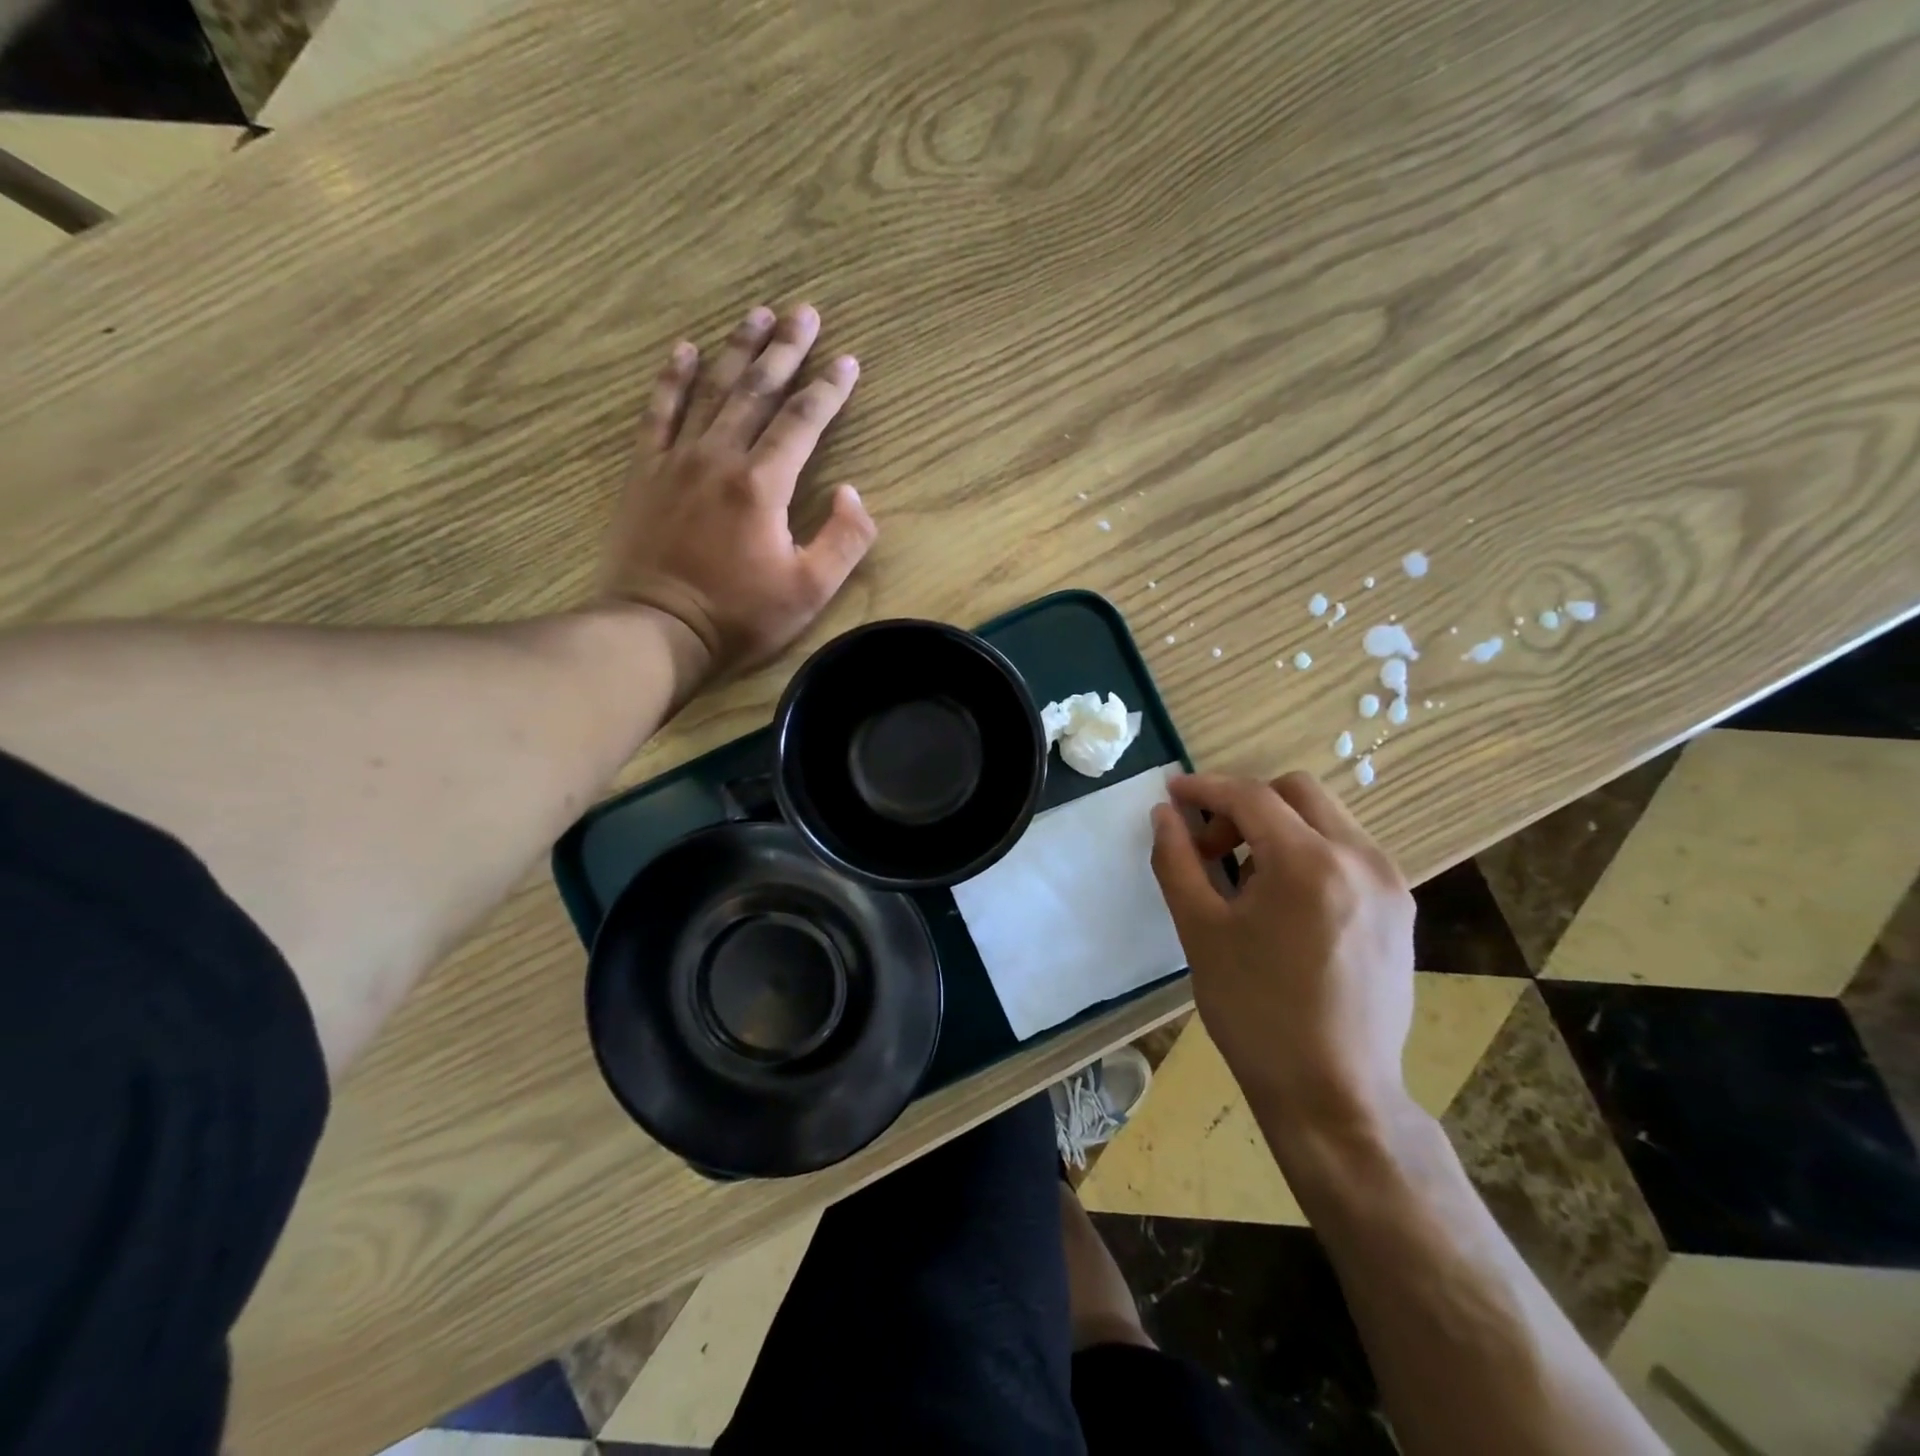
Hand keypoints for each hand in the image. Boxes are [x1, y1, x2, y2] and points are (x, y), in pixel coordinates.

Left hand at [600, 303, 877, 682]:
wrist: (657, 630)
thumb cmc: (739, 616)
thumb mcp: (809, 591)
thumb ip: (843, 540)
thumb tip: (853, 493)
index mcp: (763, 484)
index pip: (803, 421)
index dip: (829, 389)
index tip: (848, 361)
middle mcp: (720, 457)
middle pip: (758, 391)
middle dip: (785, 350)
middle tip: (804, 312)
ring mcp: (677, 460)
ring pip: (711, 390)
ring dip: (737, 350)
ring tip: (756, 314)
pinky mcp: (645, 473)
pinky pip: (658, 413)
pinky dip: (671, 379)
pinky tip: (684, 350)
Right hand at [1149, 772, 1415, 1131]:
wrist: (1334, 1095)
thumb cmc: (1256, 1012)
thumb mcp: (1200, 932)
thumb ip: (1176, 861)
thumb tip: (1164, 814)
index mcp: (1309, 863)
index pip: (1251, 796)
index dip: (1205, 788)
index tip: (1172, 794)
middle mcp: (1361, 859)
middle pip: (1297, 792)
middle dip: (1245, 803)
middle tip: (1210, 843)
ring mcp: (1390, 884)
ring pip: (1327, 818)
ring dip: (1278, 827)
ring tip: (1244, 878)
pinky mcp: (1400, 909)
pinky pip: (1348, 851)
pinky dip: (1308, 851)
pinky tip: (1283, 901)